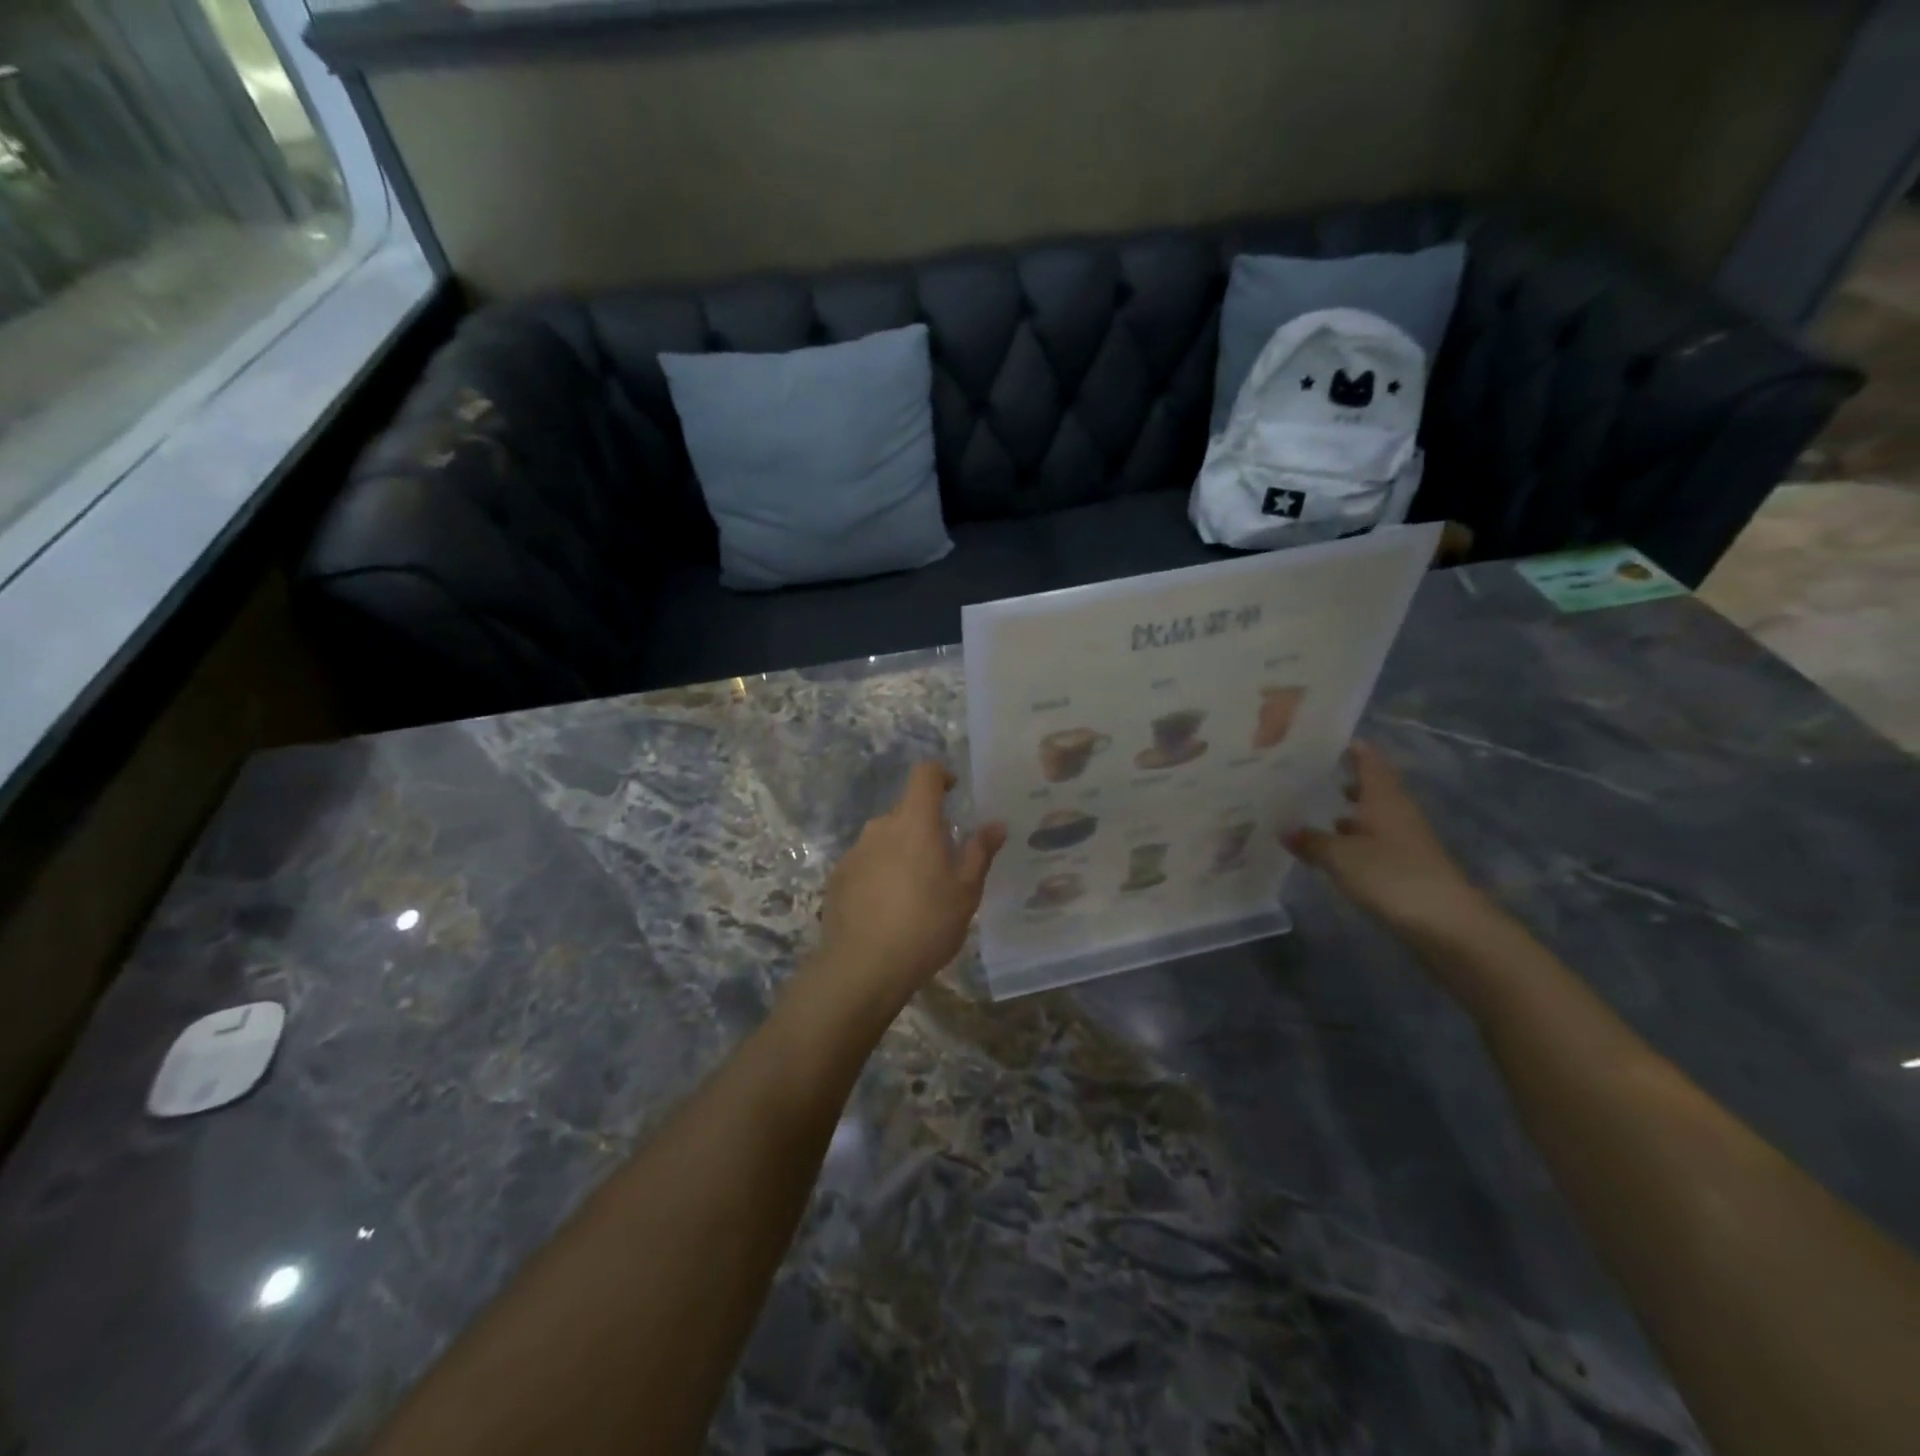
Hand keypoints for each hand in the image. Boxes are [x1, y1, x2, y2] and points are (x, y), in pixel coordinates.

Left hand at [803, 762, 1005, 1024]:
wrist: (862, 968)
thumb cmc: (925, 926)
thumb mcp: (965, 893)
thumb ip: (979, 853)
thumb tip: (995, 825)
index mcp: (915, 822)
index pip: (925, 774)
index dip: (940, 775)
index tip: (954, 791)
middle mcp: (880, 827)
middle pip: (906, 811)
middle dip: (925, 826)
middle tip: (944, 861)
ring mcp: (854, 852)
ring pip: (884, 838)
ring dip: (902, 851)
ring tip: (916, 891)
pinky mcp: (837, 877)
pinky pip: (866, 863)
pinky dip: (880, 873)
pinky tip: (887, 909)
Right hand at [1283, 741, 1484, 939]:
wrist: (1445, 923)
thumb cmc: (1391, 875)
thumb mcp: (1340, 857)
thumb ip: (1310, 841)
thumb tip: (1283, 829)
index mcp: (1383, 797)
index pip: (1367, 759)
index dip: (1348, 746)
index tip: (1318, 738)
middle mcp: (1395, 811)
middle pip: (1368, 785)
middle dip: (1339, 777)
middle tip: (1302, 773)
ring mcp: (1402, 839)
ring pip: (1368, 813)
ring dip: (1343, 809)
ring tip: (1307, 807)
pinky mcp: (1403, 864)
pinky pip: (1370, 839)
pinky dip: (1349, 837)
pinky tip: (1327, 846)